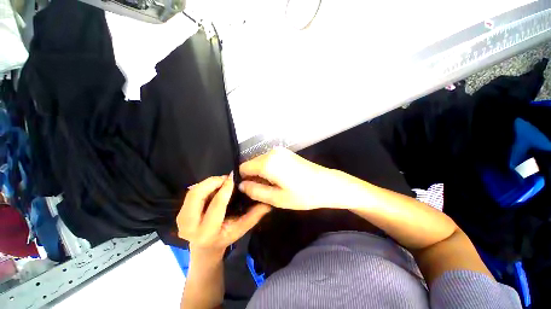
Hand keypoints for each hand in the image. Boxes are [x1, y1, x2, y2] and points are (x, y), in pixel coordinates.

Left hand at [176, 175, 270, 253]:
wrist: (205, 248)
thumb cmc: (226, 237)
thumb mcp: (242, 228)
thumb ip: (255, 215)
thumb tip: (268, 202)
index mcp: (208, 233)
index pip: (216, 206)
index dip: (225, 189)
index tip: (233, 177)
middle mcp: (189, 227)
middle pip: (197, 195)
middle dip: (212, 182)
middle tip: (226, 178)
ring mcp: (180, 220)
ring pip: (193, 192)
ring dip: (208, 183)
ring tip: (221, 182)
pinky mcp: (179, 214)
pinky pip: (191, 193)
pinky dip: (204, 186)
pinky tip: (214, 187)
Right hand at [238, 147, 340, 209]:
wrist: (327, 184)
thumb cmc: (303, 194)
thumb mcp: (276, 198)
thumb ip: (255, 191)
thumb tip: (241, 185)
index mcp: (267, 162)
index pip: (243, 168)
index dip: (244, 180)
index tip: (251, 191)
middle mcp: (272, 152)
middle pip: (252, 164)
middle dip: (253, 177)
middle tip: (264, 192)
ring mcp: (280, 151)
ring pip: (261, 162)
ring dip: (262, 174)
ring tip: (274, 187)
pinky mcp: (286, 153)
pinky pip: (270, 160)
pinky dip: (270, 170)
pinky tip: (280, 179)